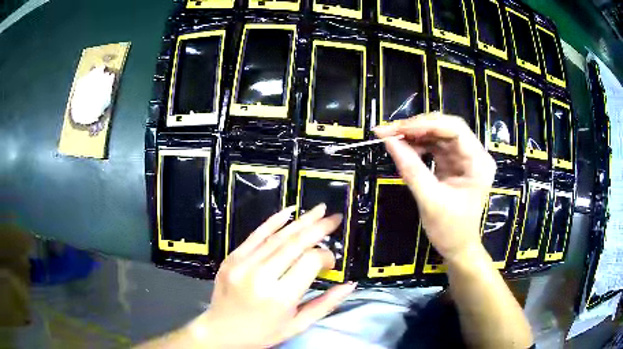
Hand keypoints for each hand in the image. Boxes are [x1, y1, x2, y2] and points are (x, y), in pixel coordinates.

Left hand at [188, 204, 355, 348]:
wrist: (221, 331)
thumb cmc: (263, 333)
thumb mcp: (297, 325)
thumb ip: (325, 304)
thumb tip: (350, 284)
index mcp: (280, 296)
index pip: (310, 262)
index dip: (326, 256)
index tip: (331, 262)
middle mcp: (261, 276)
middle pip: (295, 243)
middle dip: (318, 228)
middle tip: (335, 218)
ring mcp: (242, 264)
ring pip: (277, 236)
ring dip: (301, 221)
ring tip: (320, 210)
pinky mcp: (232, 258)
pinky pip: (255, 235)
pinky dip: (273, 222)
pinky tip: (289, 210)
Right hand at [374, 113, 495, 262]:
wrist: (458, 248)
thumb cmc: (450, 230)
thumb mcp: (429, 201)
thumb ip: (410, 169)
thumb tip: (388, 140)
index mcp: (478, 163)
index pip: (454, 130)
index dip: (425, 125)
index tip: (397, 129)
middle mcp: (475, 154)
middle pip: (446, 127)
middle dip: (418, 126)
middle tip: (390, 131)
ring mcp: (465, 157)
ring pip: (439, 134)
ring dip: (415, 134)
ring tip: (392, 138)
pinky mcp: (454, 162)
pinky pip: (435, 145)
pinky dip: (418, 144)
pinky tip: (404, 147)